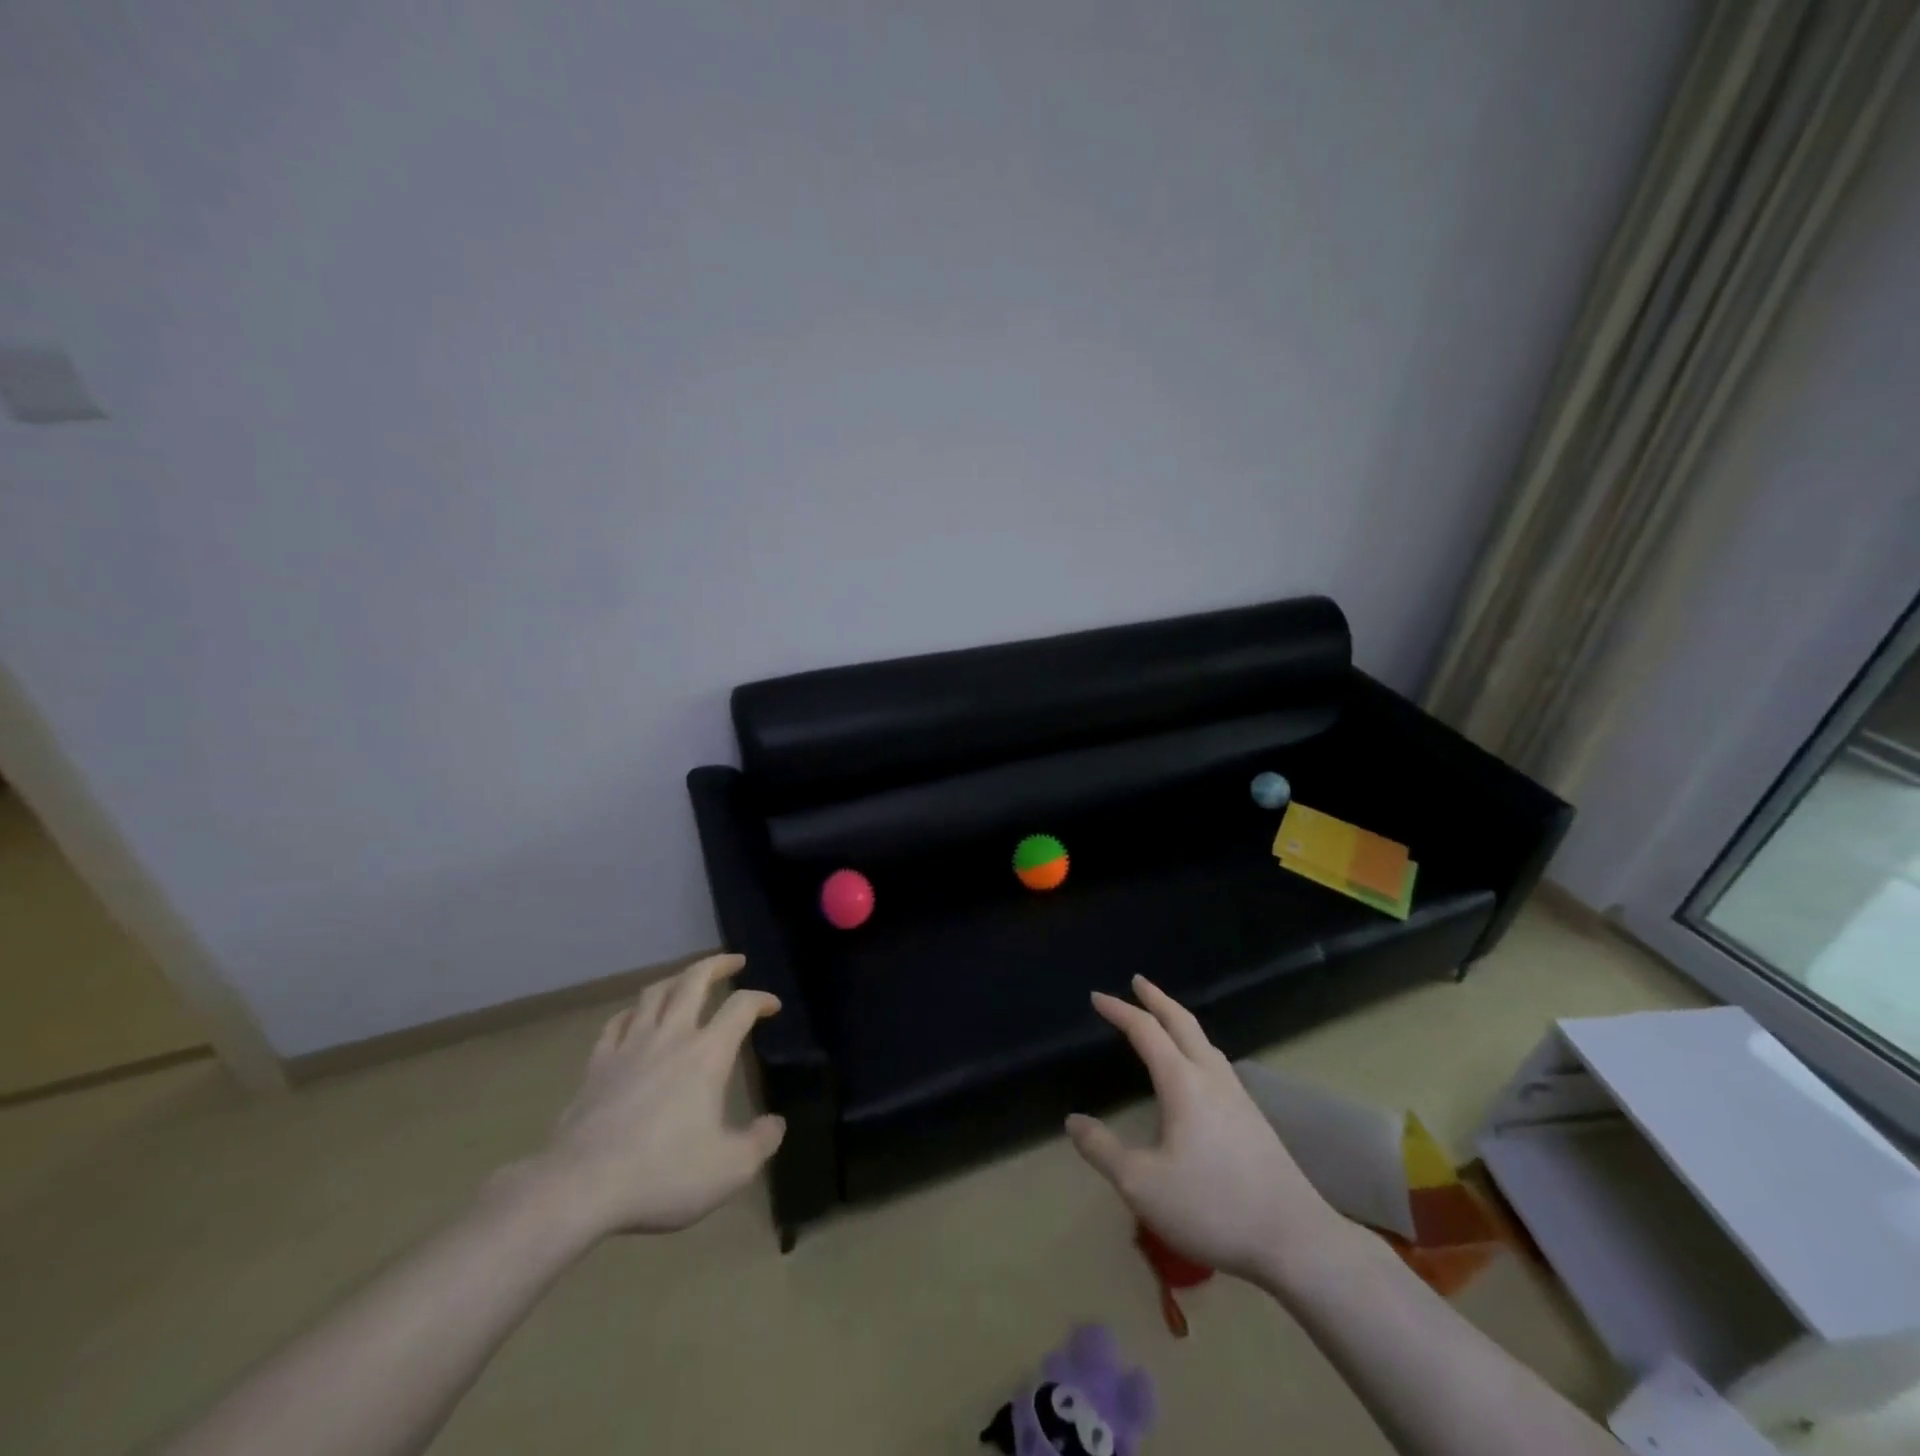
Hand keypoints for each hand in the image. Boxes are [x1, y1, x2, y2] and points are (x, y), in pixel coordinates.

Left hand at [526, 954, 784, 1239]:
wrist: (580, 1187)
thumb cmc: (662, 1173)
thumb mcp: (729, 1169)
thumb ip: (760, 1143)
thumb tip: (775, 1124)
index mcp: (708, 1054)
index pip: (741, 1007)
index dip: (761, 1000)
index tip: (772, 1006)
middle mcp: (671, 1037)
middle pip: (695, 980)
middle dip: (718, 964)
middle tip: (734, 961)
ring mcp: (629, 1046)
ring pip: (655, 993)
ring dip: (676, 979)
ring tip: (687, 980)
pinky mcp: (597, 1065)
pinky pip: (617, 1023)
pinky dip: (633, 1012)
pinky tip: (635, 1018)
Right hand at [1066, 976, 1346, 1284]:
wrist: (1294, 1239)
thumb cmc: (1212, 1207)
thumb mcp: (1142, 1185)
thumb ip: (1103, 1151)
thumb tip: (1073, 1121)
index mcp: (1183, 1082)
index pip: (1146, 1031)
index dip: (1120, 1011)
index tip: (1097, 996)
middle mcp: (1211, 1077)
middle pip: (1182, 1023)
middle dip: (1157, 998)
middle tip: (1137, 981)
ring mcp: (1238, 1096)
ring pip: (1205, 1041)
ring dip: (1179, 1021)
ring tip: (1164, 1019)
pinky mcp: (1253, 1118)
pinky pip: (1216, 1062)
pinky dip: (1196, 1046)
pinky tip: (1197, 1070)